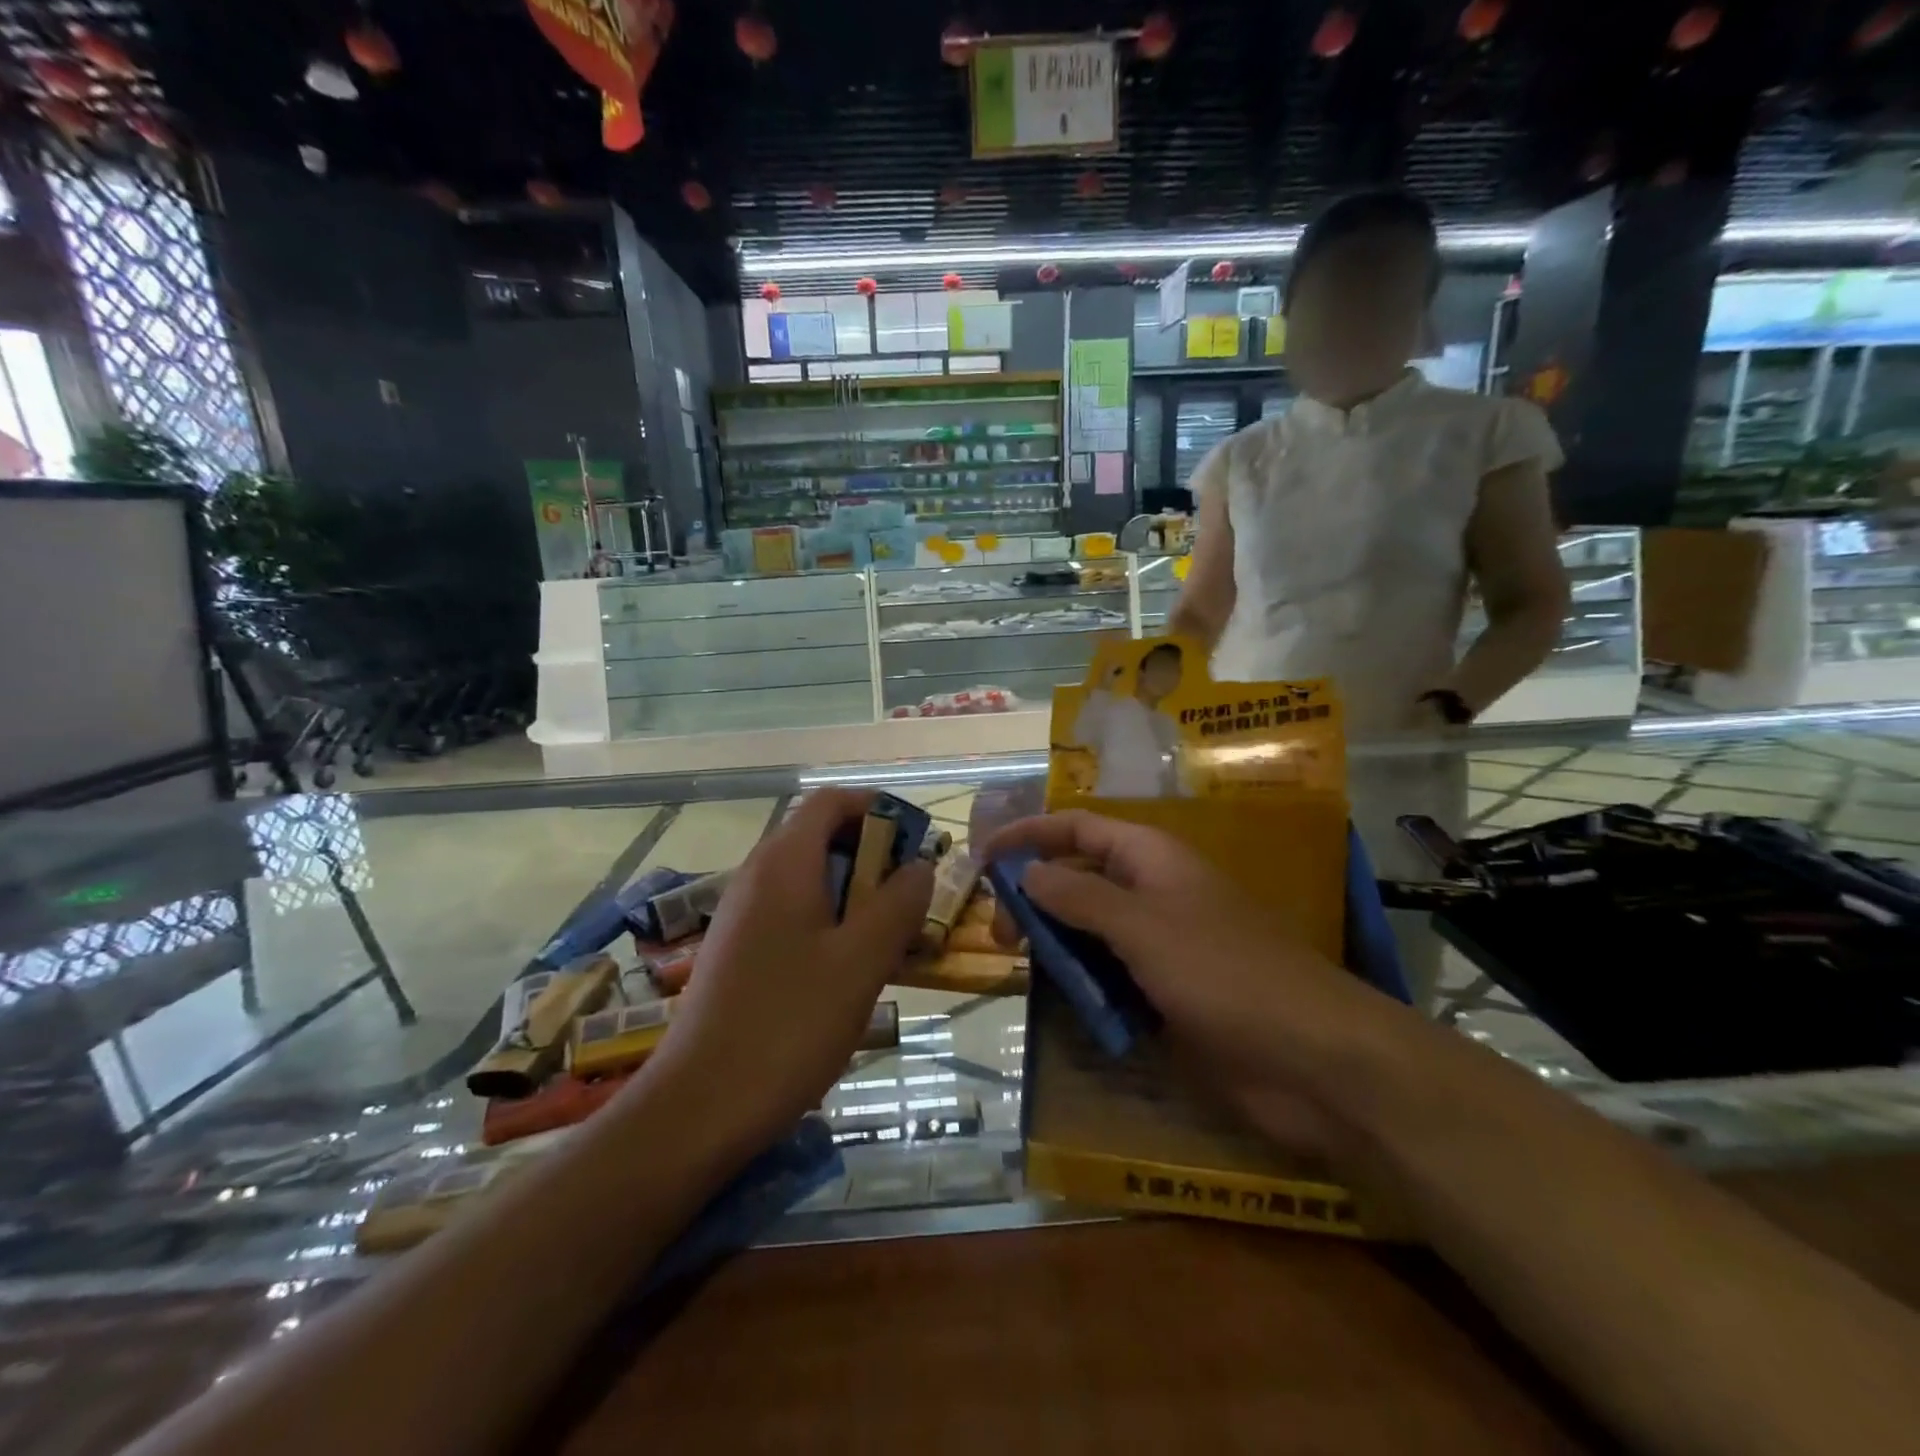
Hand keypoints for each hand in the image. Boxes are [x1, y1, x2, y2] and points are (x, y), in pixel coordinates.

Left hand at [643, 790, 933, 1156]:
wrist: (699, 1107)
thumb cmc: (789, 1024)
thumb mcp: (861, 961)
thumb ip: (898, 904)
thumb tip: (919, 866)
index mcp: (784, 863)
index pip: (830, 801)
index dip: (876, 807)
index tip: (916, 839)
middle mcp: (757, 876)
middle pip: (820, 837)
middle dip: (872, 855)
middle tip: (912, 897)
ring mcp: (742, 915)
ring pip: (809, 880)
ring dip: (855, 893)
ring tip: (891, 936)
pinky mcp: (738, 951)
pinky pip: (792, 914)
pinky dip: (830, 922)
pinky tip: (850, 969)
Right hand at [981, 810, 1394, 1140]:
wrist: (1312, 1059)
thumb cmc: (1224, 974)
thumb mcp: (1143, 926)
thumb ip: (1080, 896)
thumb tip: (1028, 871)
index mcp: (1152, 859)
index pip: (1078, 828)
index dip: (1030, 835)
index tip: (983, 858)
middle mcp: (1153, 893)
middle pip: (1080, 877)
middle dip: (1036, 897)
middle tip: (1001, 936)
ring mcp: (1161, 945)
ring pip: (1091, 931)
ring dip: (1055, 943)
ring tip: (1020, 967)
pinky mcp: (1167, 993)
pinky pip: (1111, 976)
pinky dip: (1082, 983)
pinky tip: (1059, 1000)